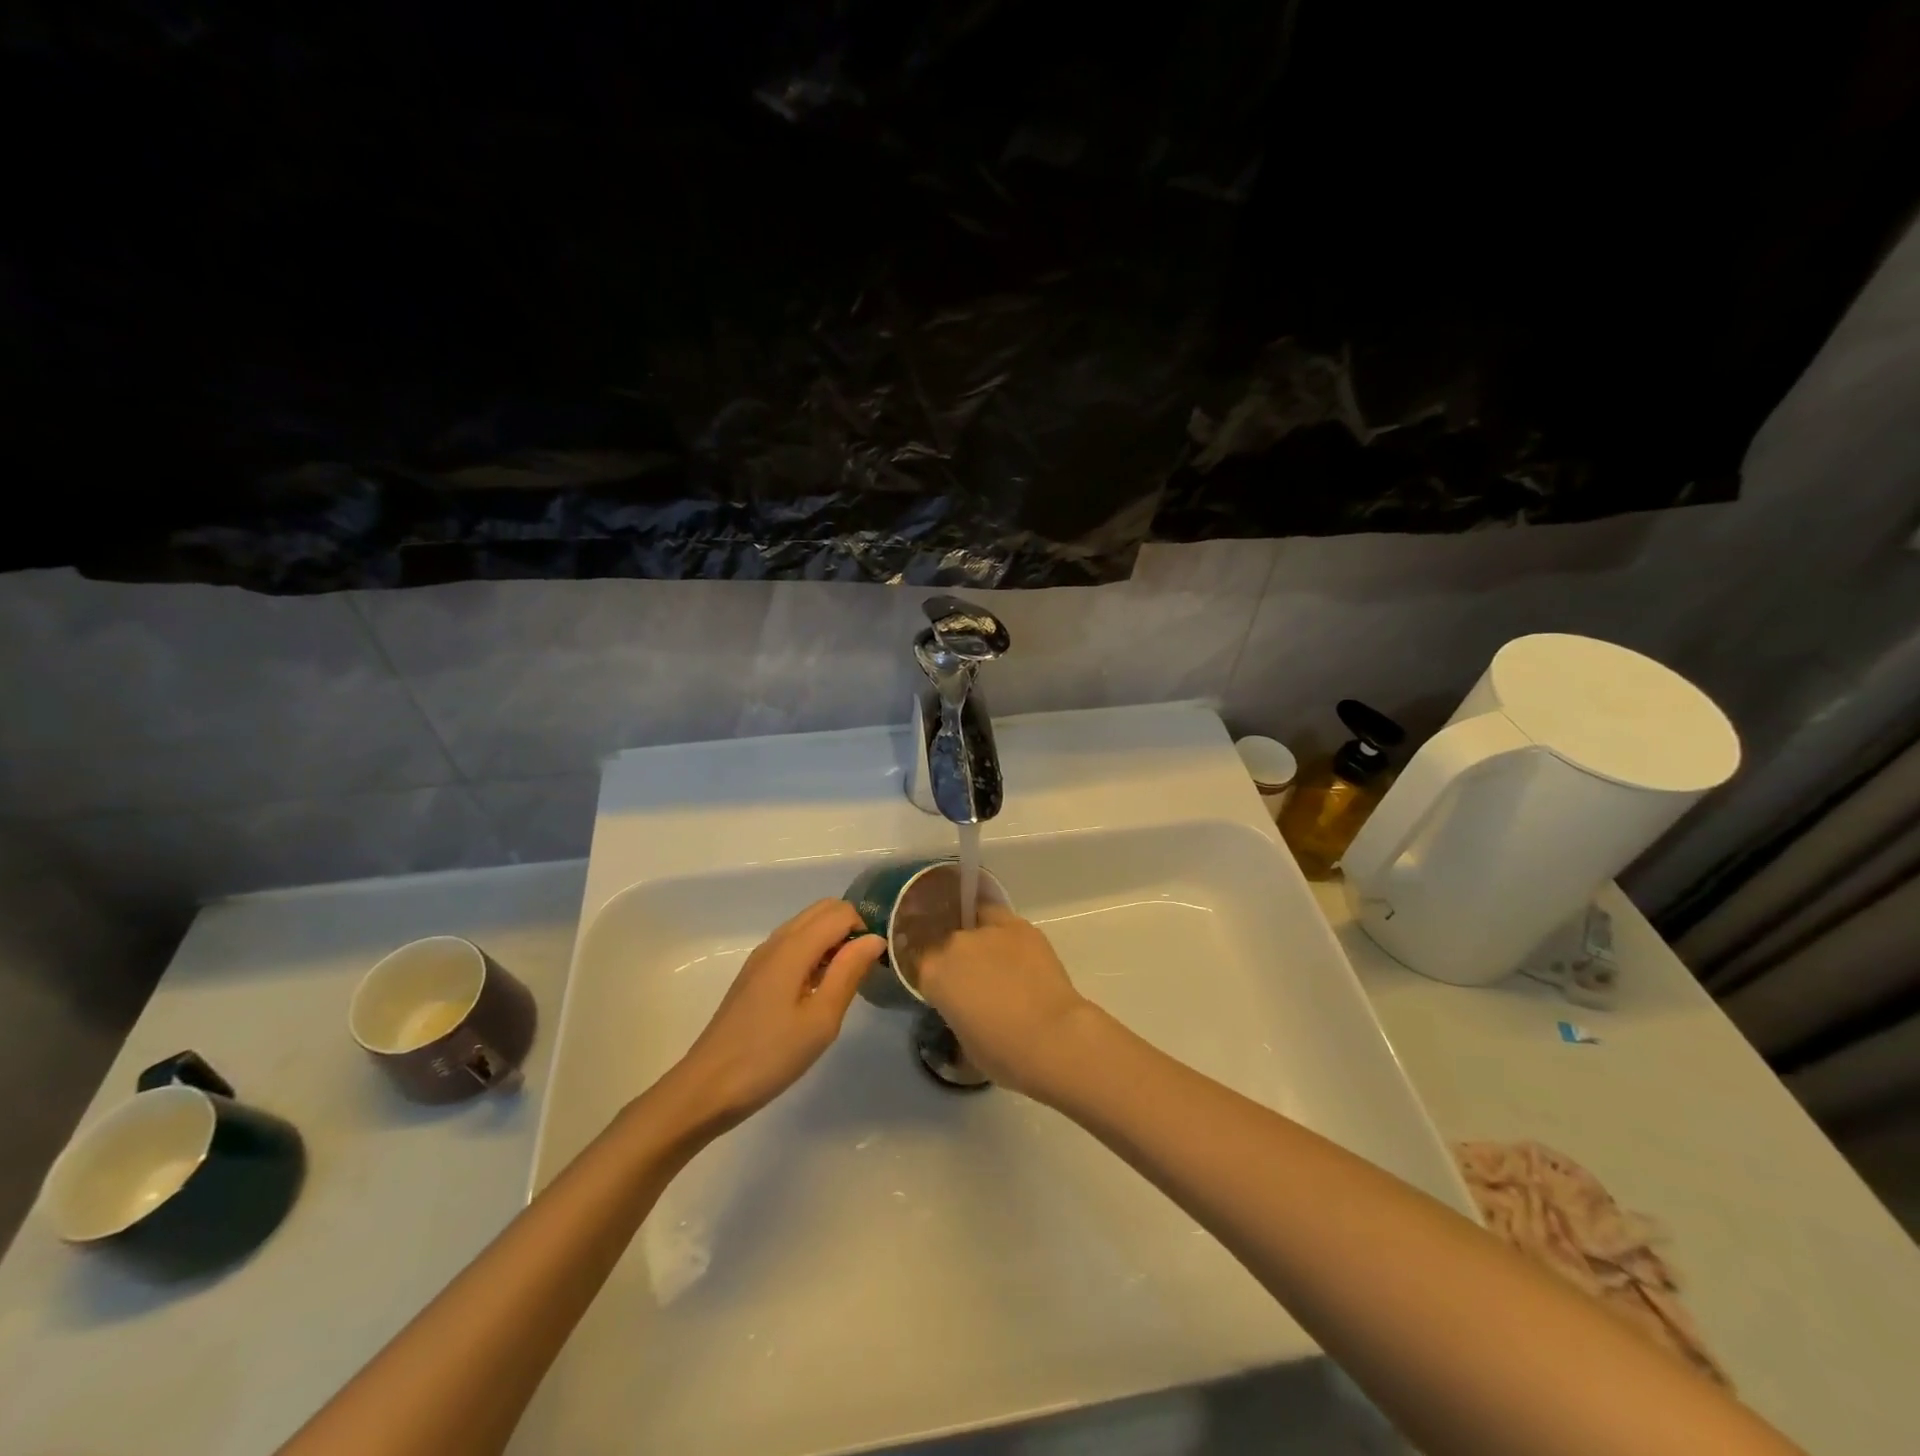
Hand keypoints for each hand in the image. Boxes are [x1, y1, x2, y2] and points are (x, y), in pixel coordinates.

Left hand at [668, 900, 883, 1130]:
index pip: (840, 912)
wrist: (708, 1087)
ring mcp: (761, 957)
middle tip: (861, 971)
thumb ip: (849, 972)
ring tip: (841, 983)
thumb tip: (874, 938)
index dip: (864, 929)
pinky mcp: (754, 974)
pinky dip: (812, 952)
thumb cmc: (770, 1056)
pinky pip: (792, 944)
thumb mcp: (821, 1020)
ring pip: (806, 925)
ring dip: (831, 940)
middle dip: (849, 928)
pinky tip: (814, 992)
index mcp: (794, 947)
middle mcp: (776, 941)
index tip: (874, 965)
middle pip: (822, 910)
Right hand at [912, 905, 1092, 1096]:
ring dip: (982, 942)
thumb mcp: (962, 1040)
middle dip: (958, 959)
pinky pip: (1002, 922)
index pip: (922, 964)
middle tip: (974, 980)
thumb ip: (955, 1011)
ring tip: (1000, 964)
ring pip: (975, 925)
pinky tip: (1017, 951)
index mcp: (933, 974)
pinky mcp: (1020, 926)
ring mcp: (987, 930)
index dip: (934, 976)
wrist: (1053, 1038)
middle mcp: (954, 944)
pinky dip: (1005, 934)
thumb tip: (964, 1005)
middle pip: (948, 942)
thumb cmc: (1003, 1053)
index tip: (946, 989)